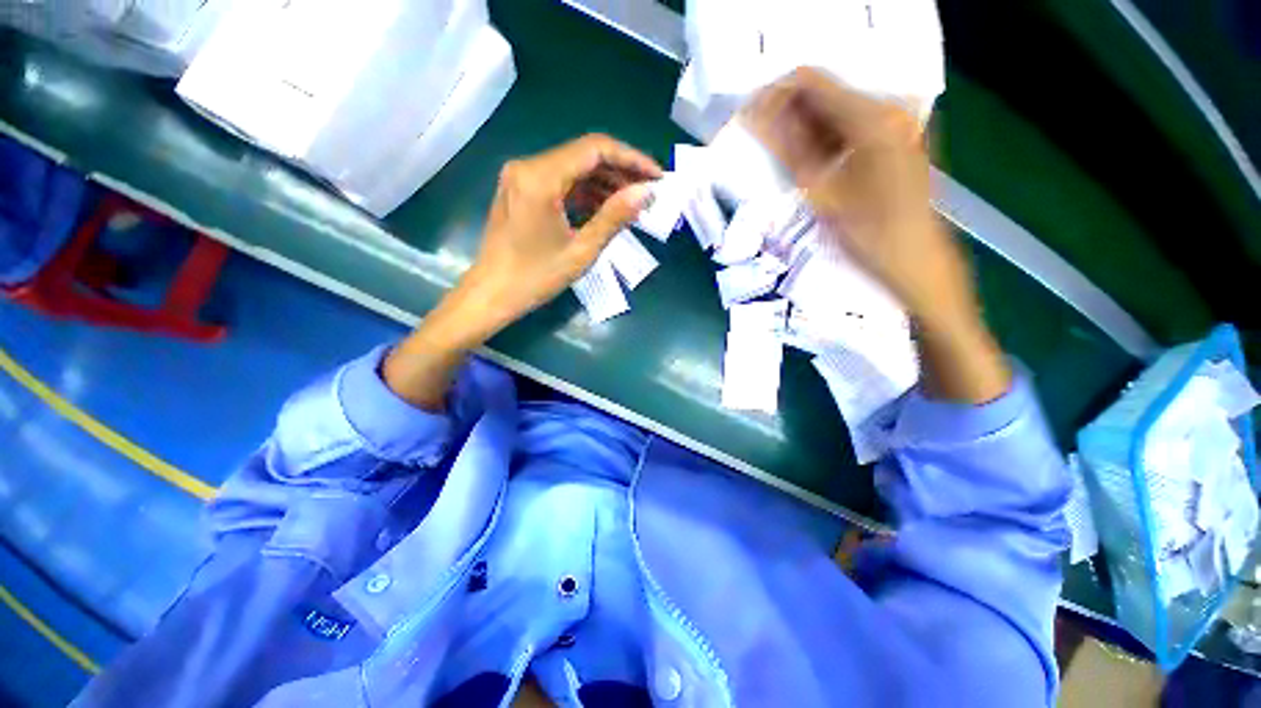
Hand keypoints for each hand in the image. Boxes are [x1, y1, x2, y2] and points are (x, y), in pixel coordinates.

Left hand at [458, 134, 659, 337]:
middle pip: (584, 155)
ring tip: (632, 204)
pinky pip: (560, 182)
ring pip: (573, 168)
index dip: (631, 159)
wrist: (491, 294)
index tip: (657, 177)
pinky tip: (605, 208)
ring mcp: (521, 176)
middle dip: (620, 172)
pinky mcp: (521, 189)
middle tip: (647, 193)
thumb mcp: (581, 250)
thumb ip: (614, 217)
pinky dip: (585, 192)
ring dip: (604, 183)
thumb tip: (646, 192)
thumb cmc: (535, 278)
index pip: (595, 149)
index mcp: (540, 178)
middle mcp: (528, 166)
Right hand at [743, 68, 973, 330]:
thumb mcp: (820, 193)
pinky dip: (828, 139)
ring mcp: (900, 120)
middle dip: (789, 115)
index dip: (774, 95)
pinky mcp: (901, 136)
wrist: (915, 262)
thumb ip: (788, 148)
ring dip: (806, 129)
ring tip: (784, 159)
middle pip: (827, 92)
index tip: (750, 118)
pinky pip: (854, 125)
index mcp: (873, 117)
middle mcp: (891, 106)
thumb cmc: (867, 235)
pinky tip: (814, 164)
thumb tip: (755, 116)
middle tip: (763, 145)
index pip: (811, 80)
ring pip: (839, 110)